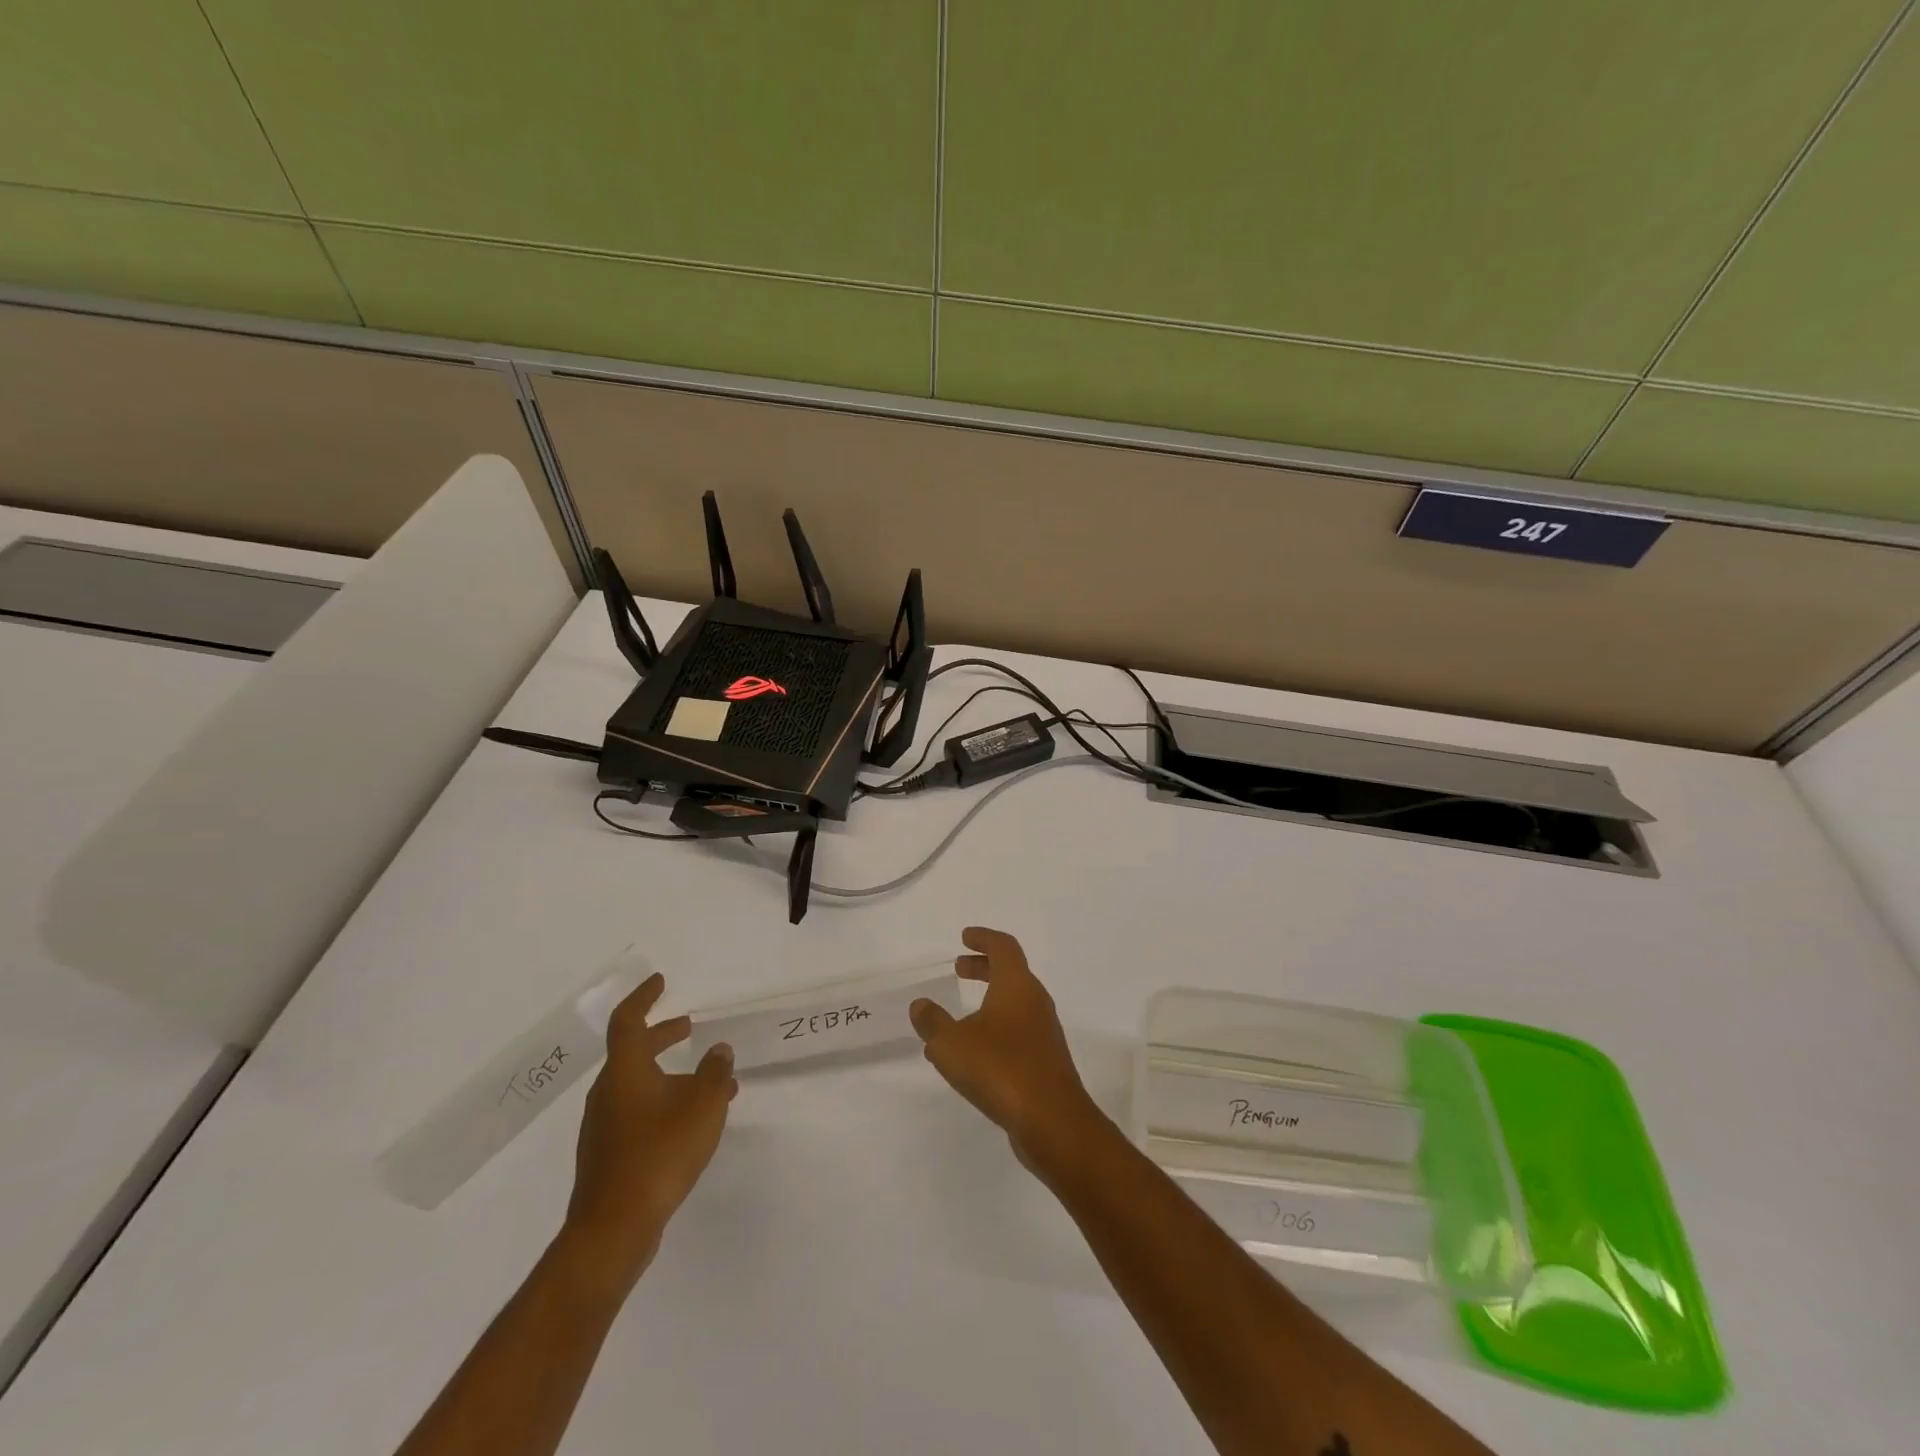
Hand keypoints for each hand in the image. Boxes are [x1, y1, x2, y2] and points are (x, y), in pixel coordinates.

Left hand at [561, 972, 736, 1293]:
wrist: (614, 1228)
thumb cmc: (659, 1153)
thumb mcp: (703, 1106)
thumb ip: (715, 1073)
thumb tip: (719, 1050)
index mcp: (625, 1072)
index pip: (628, 1021)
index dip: (644, 997)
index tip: (661, 982)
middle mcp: (608, 1092)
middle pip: (632, 1052)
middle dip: (661, 1035)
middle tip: (687, 1027)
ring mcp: (603, 1126)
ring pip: (636, 1084)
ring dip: (667, 1073)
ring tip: (706, 1082)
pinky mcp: (607, 1154)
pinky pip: (636, 1111)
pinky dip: (661, 1101)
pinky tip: (688, 1122)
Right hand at [909, 927, 1101, 1165]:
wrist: (1053, 1121)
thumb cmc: (1001, 1069)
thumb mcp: (952, 1044)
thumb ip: (932, 1023)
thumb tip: (920, 1005)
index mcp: (1016, 985)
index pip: (1003, 947)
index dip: (983, 938)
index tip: (965, 937)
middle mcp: (1035, 1001)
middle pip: (1011, 971)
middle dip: (983, 967)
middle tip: (958, 968)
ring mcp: (1044, 1031)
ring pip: (1014, 1002)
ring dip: (988, 999)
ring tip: (958, 1016)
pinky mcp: (1045, 1059)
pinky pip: (1018, 1030)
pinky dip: (995, 1026)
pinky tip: (974, 1053)